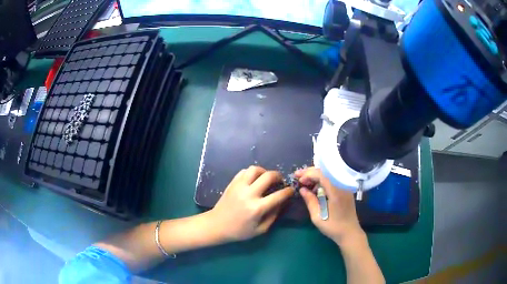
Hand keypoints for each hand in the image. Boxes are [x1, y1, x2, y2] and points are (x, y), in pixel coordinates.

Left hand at [210, 166, 294, 241]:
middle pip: (268, 176)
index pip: (278, 195)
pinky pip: (244, 171)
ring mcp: (239, 186)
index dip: (288, 191)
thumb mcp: (260, 230)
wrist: (217, 225)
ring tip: (266, 178)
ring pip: (255, 169)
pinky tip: (254, 180)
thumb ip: (273, 216)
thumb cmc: (239, 231)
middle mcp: (249, 194)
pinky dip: (252, 173)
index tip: (291, 190)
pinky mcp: (232, 183)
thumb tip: (282, 202)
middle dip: (278, 176)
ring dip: (264, 171)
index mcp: (257, 208)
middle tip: (280, 180)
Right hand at [294, 167, 364, 244]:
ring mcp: (345, 186)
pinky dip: (323, 179)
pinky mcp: (346, 189)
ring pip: (329, 174)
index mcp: (336, 191)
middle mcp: (342, 185)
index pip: (322, 174)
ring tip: (304, 181)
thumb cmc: (333, 226)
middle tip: (298, 176)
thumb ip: (310, 201)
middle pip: (326, 171)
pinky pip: (333, 179)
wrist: (350, 232)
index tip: (298, 179)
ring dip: (316, 175)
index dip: (308, 174)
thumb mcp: (317, 216)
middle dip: (310, 172)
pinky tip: (315, 186)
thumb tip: (302, 189)